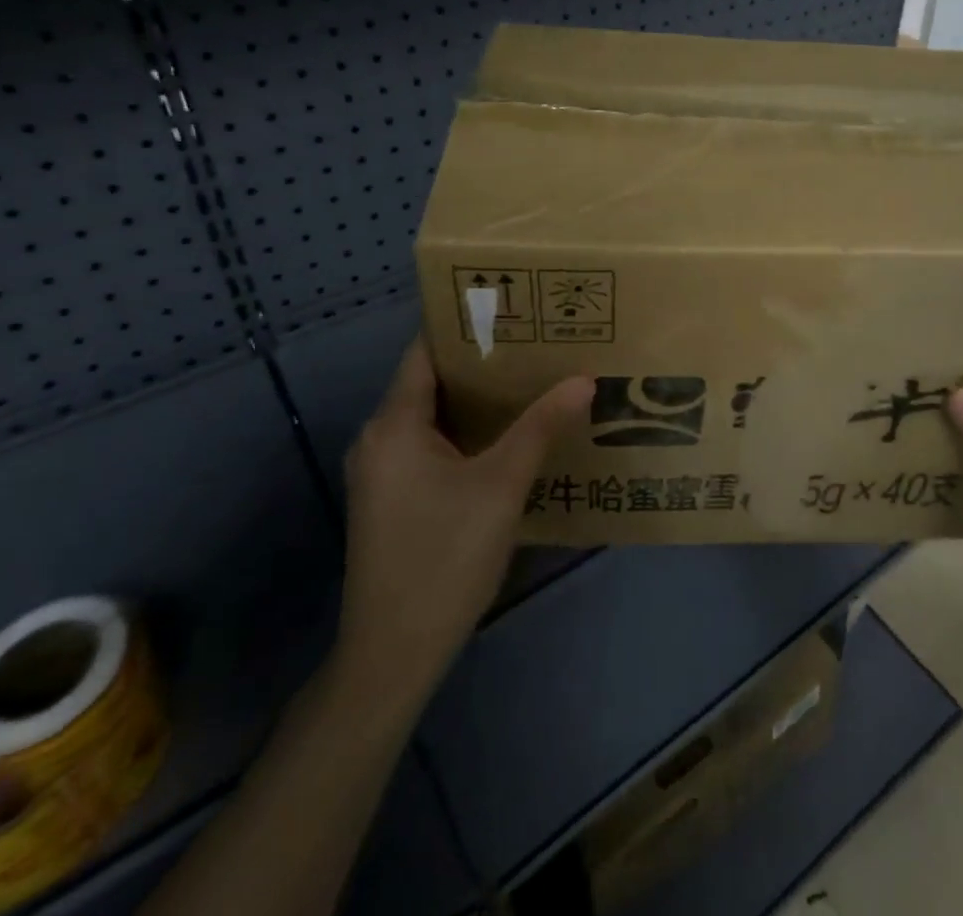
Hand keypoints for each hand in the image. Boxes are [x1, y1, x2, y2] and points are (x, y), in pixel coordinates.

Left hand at [334, 338, 593, 694]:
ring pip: (432, 415)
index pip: (426, 350)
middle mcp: (379, 438)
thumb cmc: (445, 557)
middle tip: (536, 341)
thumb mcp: (502, 485)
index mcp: (394, 424)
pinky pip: (430, 444)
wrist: (394, 654)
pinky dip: (465, 430)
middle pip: (431, 380)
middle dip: (482, 361)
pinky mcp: (392, 498)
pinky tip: (507, 434)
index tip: (514, 308)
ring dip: (476, 399)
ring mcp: (383, 471)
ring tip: (531, 378)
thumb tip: (583, 378)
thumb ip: (541, 426)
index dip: (466, 325)